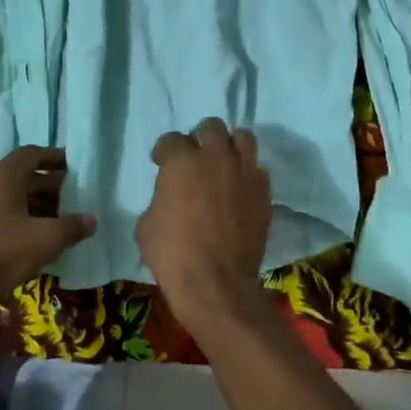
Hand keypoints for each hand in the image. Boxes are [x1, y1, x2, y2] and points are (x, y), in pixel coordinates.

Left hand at [0, 147, 95, 307]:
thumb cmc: (2, 251)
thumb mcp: (45, 239)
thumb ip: (71, 226)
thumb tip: (91, 220)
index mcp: (5, 176)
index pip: (32, 154)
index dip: (54, 157)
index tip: (74, 166)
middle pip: (24, 175)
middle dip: (51, 185)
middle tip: (75, 197)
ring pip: (14, 196)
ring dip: (38, 205)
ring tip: (62, 220)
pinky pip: (3, 213)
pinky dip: (24, 219)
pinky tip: (39, 240)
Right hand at [136, 118, 271, 329]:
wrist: (215, 282)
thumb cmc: (172, 253)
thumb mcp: (146, 225)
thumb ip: (159, 199)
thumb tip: (169, 199)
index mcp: (182, 162)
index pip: (171, 139)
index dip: (164, 151)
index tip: (161, 163)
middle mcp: (216, 158)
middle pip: (211, 127)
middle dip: (200, 137)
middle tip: (195, 157)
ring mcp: (245, 173)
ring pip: (243, 138)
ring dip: (230, 146)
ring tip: (223, 163)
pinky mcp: (264, 193)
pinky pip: (258, 170)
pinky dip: (247, 174)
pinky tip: (239, 189)